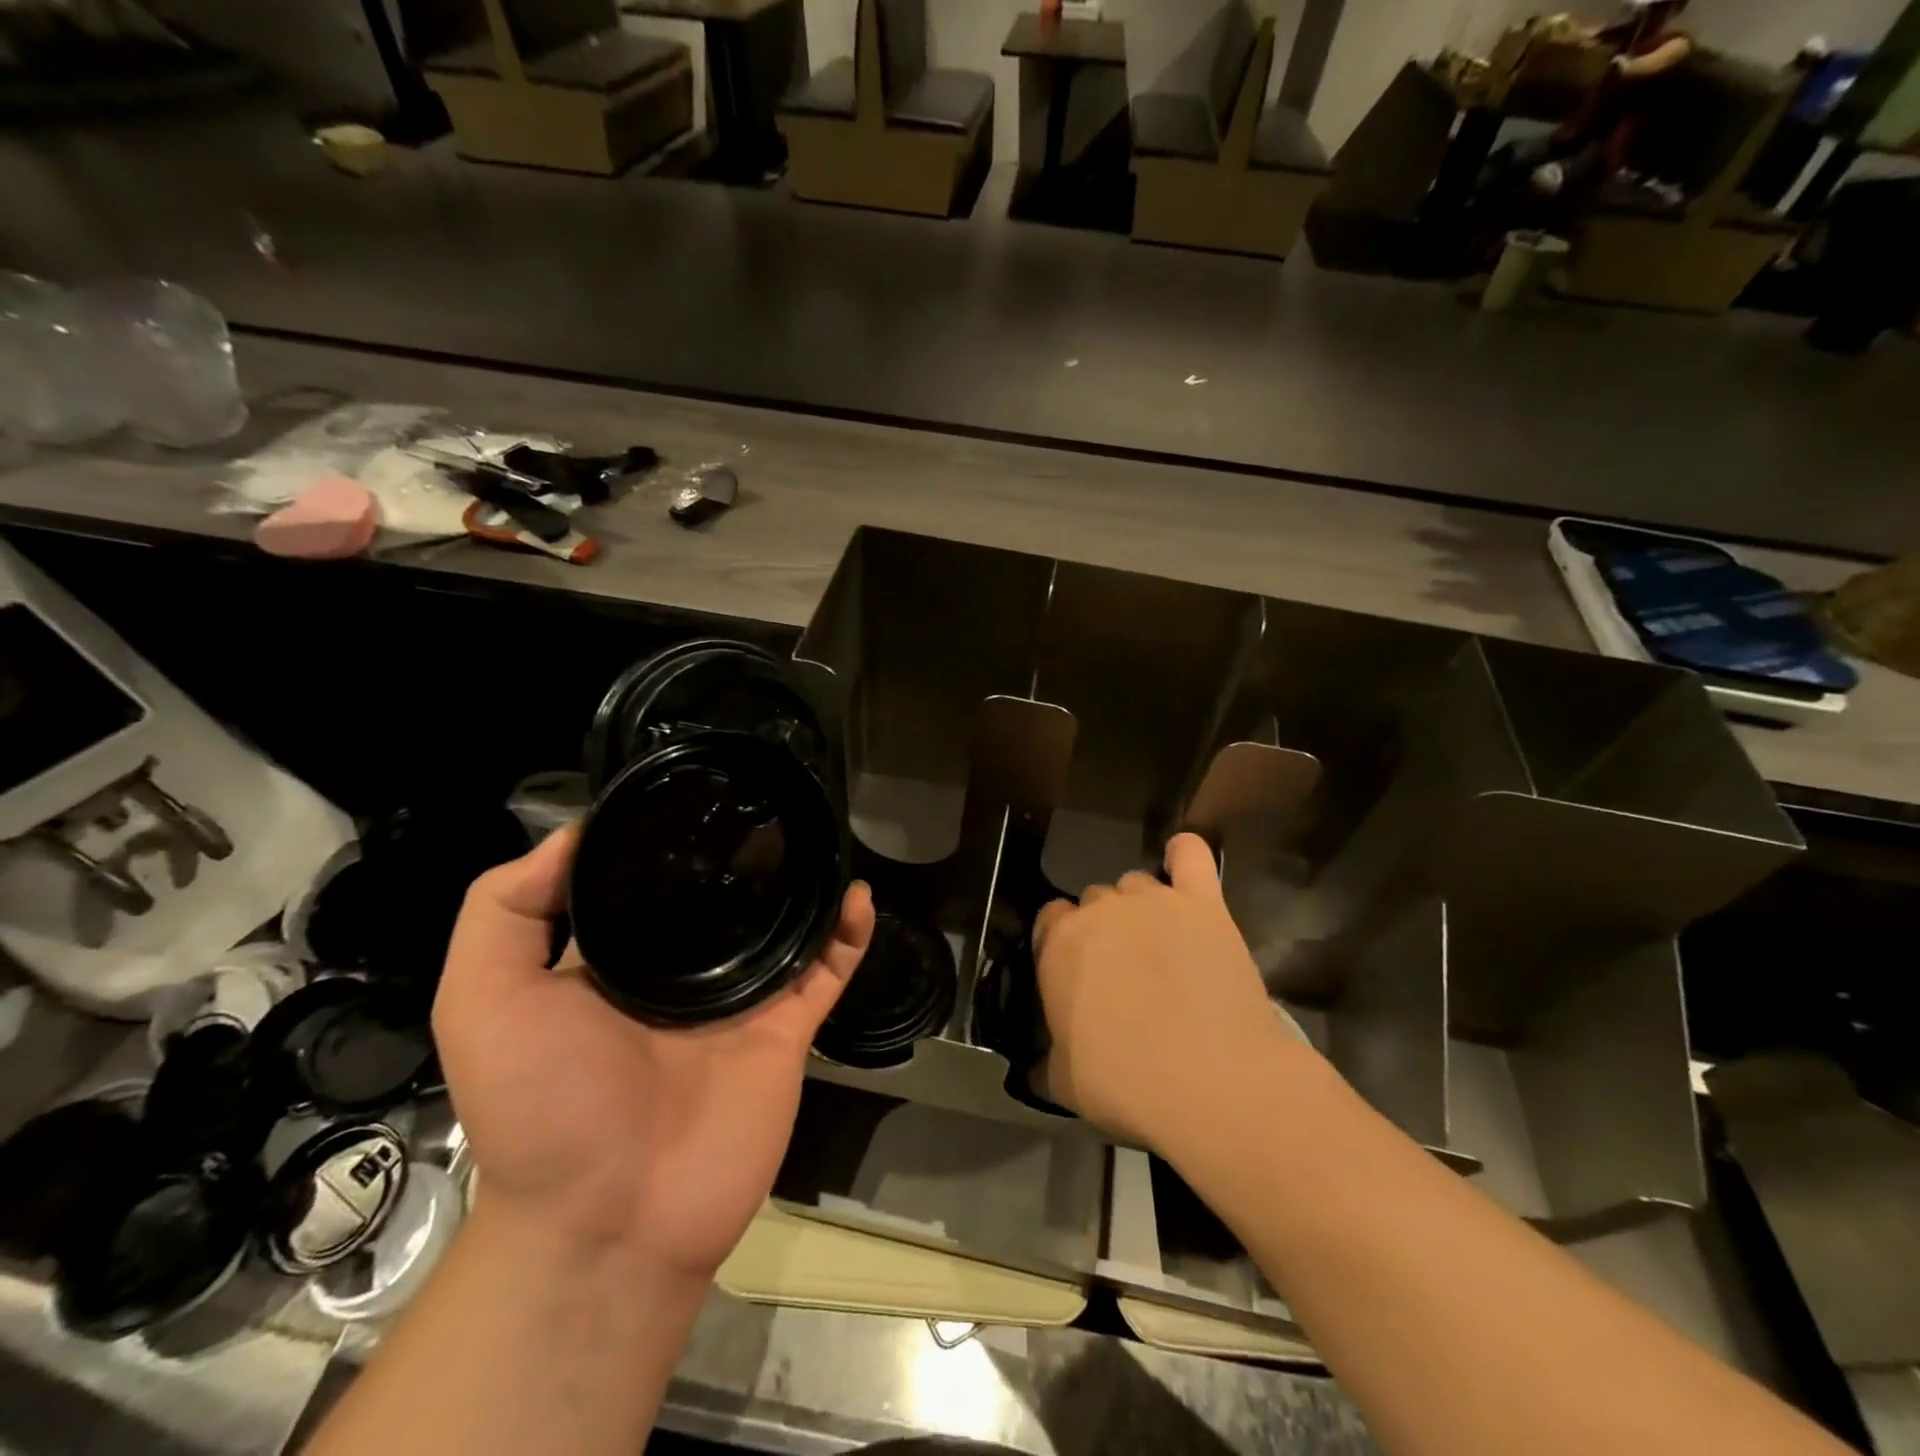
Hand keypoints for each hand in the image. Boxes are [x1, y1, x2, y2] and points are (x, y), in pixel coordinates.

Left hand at [433, 826, 874, 1278]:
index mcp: (616, 964)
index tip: (692, 795)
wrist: (610, 1218)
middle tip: (768, 806)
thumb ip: (504, 910)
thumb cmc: (542, 1105)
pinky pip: (827, 972)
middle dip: (745, 856)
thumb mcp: (485, 1000)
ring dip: (805, 888)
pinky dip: (849, 934)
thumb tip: (574, 835)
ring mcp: (741, 1003)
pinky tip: (858, 895)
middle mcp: (682, 977)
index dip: (667, 841)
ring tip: (818, 837)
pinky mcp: (787, 1030)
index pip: (648, 885)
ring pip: (784, 930)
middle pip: (725, 901)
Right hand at [1033, 833, 1283, 1147]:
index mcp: (1059, 944)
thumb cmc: (1125, 1082)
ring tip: (1160, 944)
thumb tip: (1035, 1066)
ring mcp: (1154, 900)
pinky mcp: (1204, 903)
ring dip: (1140, 907)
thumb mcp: (1064, 1082)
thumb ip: (1046, 1061)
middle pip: (1095, 900)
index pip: (1050, 919)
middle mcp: (1101, 910)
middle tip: (1123, 972)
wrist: (1210, 1080)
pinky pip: (1190, 856)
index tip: (1075, 975)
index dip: (1062, 944)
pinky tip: (1182, 864)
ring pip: (1136, 883)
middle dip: (1104, 929)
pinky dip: (1184, 855)